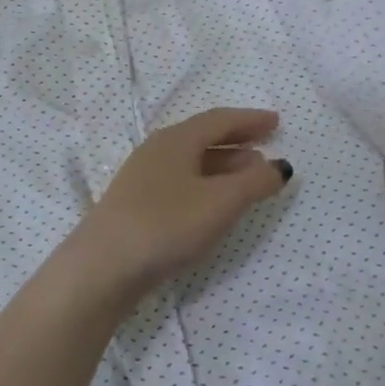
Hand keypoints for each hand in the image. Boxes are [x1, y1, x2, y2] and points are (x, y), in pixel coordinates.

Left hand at [69, 108, 292, 300]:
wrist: (104, 264)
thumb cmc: (167, 223)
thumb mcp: (220, 202)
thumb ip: (254, 183)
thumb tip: (280, 165)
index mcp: (177, 139)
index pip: (219, 120)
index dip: (249, 120)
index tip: (276, 121)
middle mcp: (158, 150)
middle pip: (203, 137)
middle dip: (237, 141)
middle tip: (266, 145)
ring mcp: (143, 176)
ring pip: (192, 161)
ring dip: (223, 164)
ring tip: (250, 176)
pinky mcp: (137, 203)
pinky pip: (181, 180)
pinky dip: (206, 183)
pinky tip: (214, 203)